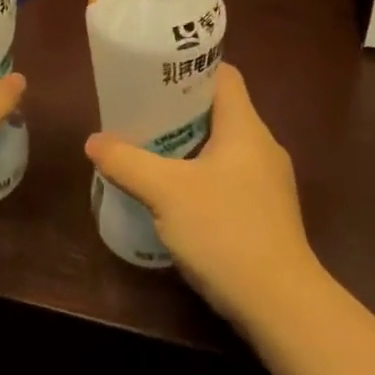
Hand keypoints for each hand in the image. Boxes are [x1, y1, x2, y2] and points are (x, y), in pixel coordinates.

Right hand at [84, 64, 318, 325]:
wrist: (281, 305)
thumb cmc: (225, 231)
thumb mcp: (166, 193)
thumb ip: (127, 162)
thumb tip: (93, 142)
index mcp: (245, 127)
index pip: (224, 76)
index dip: (191, 69)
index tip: (156, 75)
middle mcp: (262, 147)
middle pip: (221, 111)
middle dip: (180, 111)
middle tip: (142, 115)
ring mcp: (269, 183)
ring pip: (224, 148)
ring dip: (189, 146)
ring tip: (152, 153)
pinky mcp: (267, 214)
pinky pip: (230, 178)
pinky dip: (202, 177)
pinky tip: (176, 198)